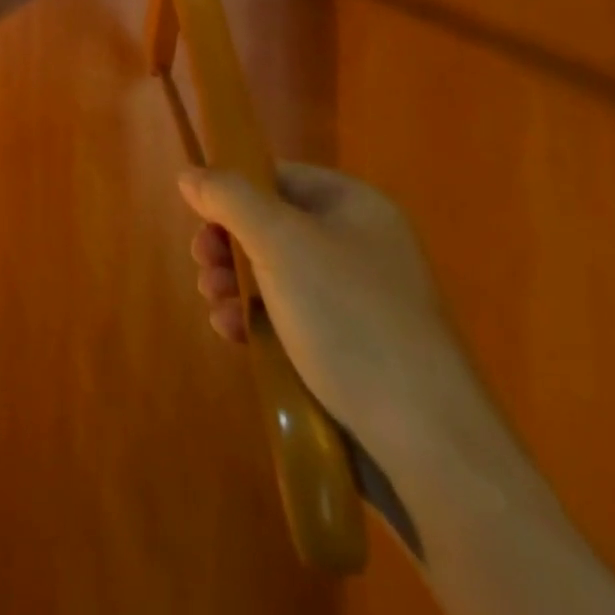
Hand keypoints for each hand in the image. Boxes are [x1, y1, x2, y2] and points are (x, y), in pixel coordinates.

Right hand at [179, 162, 485, 467]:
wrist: (425, 440)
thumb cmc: (348, 318)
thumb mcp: (279, 241)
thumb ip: (228, 197)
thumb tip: (189, 174)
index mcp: (354, 205)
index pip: (277, 176)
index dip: (232, 192)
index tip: (199, 220)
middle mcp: (358, 243)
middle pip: (270, 225)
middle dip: (227, 245)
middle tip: (203, 266)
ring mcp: (357, 298)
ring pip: (273, 273)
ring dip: (234, 284)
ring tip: (215, 305)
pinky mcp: (351, 347)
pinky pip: (290, 316)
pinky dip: (256, 319)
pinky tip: (234, 335)